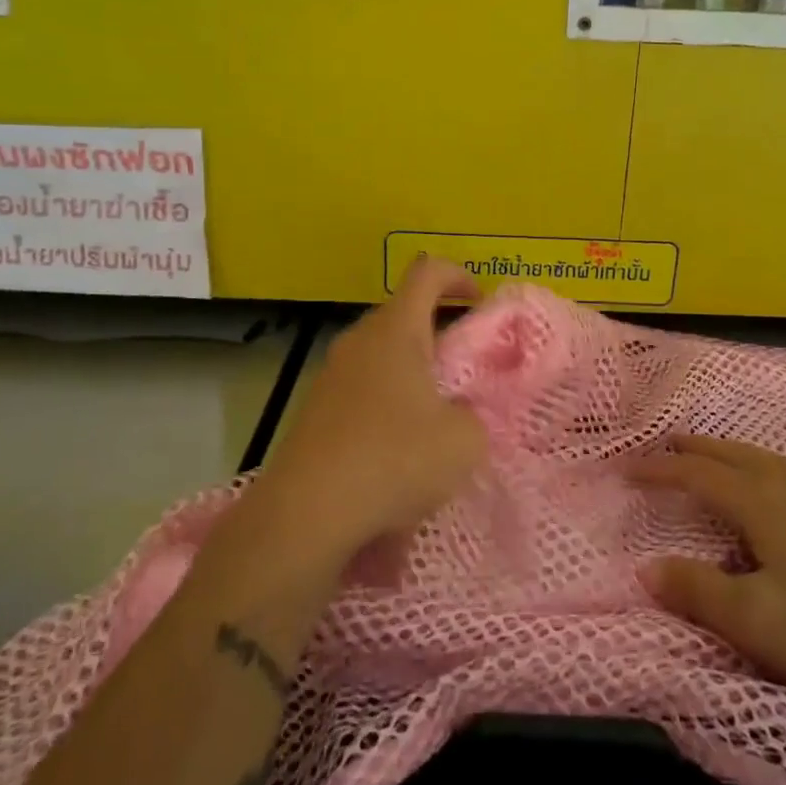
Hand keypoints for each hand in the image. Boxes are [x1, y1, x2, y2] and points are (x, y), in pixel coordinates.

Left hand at [246, 257, 487, 568]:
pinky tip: (398, 449)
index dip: (458, 275)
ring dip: (412, 373)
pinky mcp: (315, 409)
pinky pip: (361, 388)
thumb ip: (473, 415)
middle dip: (438, 333)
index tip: (478, 302)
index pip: (427, 272)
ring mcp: (331, 374)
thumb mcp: (464, 441)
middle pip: (403, 314)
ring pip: (381, 354)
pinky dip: (386, 403)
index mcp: (397, 330)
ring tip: (435, 416)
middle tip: (464, 371)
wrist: (306, 512)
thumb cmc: (394, 460)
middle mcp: (360, 340)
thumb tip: (457, 414)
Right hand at [633, 435, 785, 710]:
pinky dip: (784, 470)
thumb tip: (645, 568)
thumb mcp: (754, 619)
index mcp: (760, 504)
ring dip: (735, 452)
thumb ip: (697, 590)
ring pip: (771, 460)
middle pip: (733, 455)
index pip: (698, 474)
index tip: (628, 469)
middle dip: (696, 448)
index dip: (661, 468)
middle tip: (667, 442)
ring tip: (719, 453)